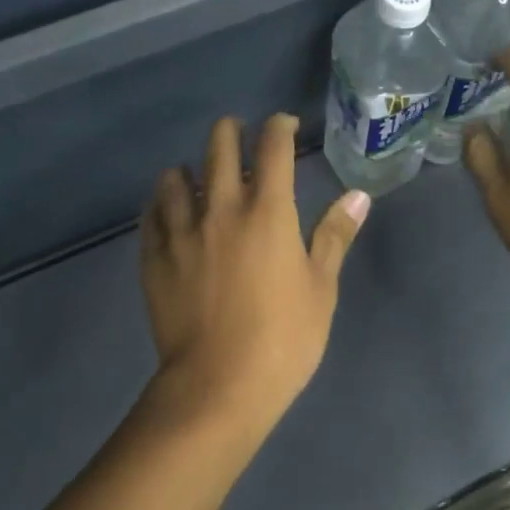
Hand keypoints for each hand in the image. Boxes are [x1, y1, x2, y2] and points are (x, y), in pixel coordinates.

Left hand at [139, 114, 369, 426]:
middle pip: (219, 148)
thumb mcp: (320, 288)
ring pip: (176, 178)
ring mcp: (181, 232)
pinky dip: (161, 202)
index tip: (283, 124)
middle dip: (230, 132)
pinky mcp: (154, 258)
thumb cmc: (284, 338)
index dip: (279, 127)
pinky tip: (166, 209)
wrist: (219, 385)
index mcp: (268, 212)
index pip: (273, 149)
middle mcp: (221, 209)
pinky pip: (151, 214)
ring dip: (190, 168)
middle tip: (237, 133)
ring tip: (196, 174)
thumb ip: (334, 236)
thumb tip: (358, 196)